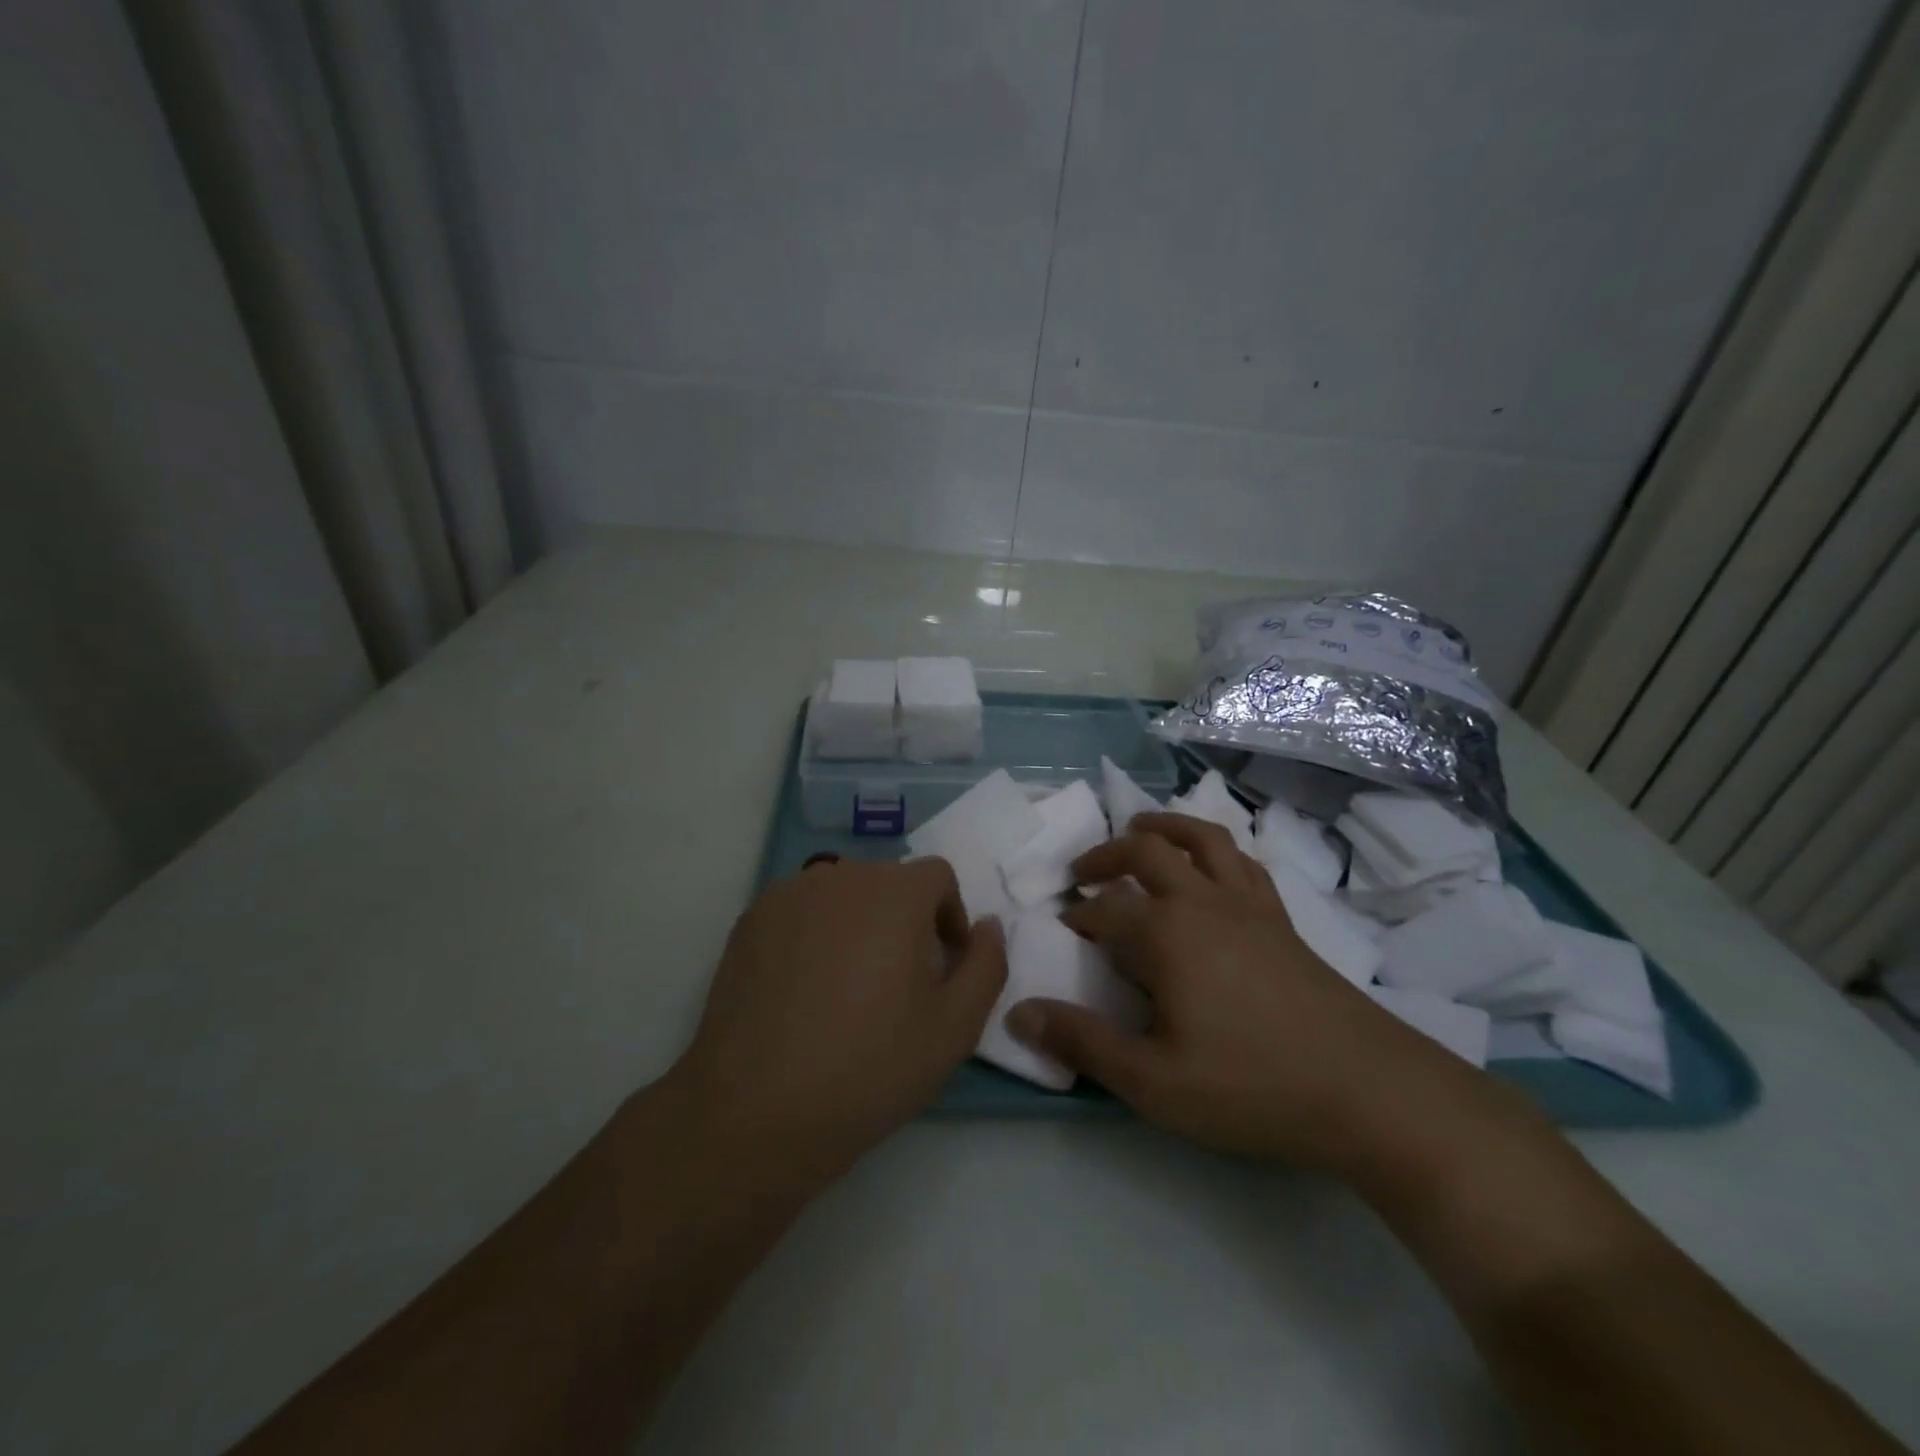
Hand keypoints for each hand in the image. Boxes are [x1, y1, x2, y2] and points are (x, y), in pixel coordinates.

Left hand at [670, 857, 1005, 1185]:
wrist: (755, 1110)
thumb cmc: (869, 1067)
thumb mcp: (955, 1027)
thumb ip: (987, 964)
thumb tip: (987, 925)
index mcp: (895, 893)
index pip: (937, 876)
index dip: (950, 916)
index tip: (942, 965)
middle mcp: (840, 876)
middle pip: (888, 883)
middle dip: (904, 920)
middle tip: (898, 983)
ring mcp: (788, 895)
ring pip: (842, 895)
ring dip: (858, 925)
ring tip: (848, 987)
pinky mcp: (749, 921)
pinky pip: (800, 912)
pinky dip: (814, 935)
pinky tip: (803, 991)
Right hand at [1007, 813, 1485, 1170]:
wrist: (1367, 1090)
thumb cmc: (1250, 1085)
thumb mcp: (1152, 1081)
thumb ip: (1083, 1042)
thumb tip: (1018, 1013)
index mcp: (1165, 933)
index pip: (1104, 910)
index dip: (1077, 917)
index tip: (1062, 929)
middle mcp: (1202, 901)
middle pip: (1146, 852)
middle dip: (1107, 855)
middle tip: (1083, 871)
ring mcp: (1248, 904)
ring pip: (1201, 839)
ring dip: (1164, 828)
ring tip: (1141, 831)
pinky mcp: (1281, 918)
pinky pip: (1243, 861)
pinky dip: (1216, 848)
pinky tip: (1211, 867)